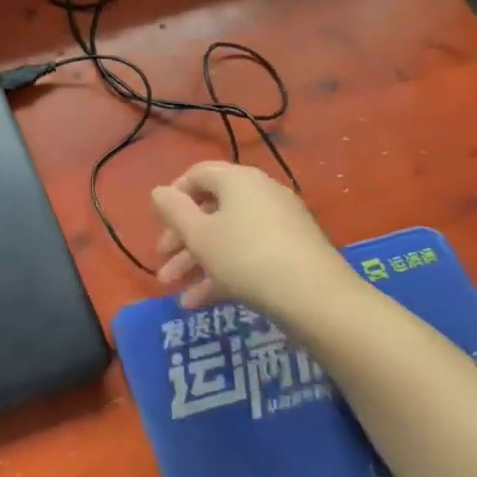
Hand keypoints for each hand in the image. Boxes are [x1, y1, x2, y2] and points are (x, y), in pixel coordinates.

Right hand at [150, 161, 361, 323]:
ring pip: (227, 237)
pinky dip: (223, 273)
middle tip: (163, 262)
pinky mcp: (292, 252)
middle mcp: (260, 194)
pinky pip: (248, 254)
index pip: (198, 174)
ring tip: (175, 291)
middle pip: (211, 209)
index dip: (173, 196)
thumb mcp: (199, 234)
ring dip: (197, 262)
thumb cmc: (246, 256)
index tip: (159, 223)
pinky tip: (200, 302)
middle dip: (182, 239)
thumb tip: (159, 191)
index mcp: (238, 180)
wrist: (317, 299)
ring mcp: (280, 224)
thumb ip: (173, 210)